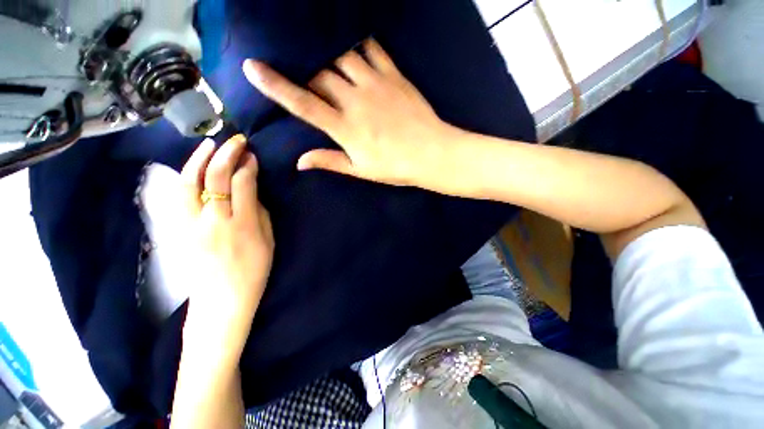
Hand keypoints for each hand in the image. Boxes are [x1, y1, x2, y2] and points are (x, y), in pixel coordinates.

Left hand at [180, 135, 273, 346]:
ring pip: (189, 183)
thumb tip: (252, 191)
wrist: (222, 301)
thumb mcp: (268, 242)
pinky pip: (178, 196)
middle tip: (236, 141)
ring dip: (200, 159)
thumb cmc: (253, 272)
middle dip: (226, 154)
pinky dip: (185, 177)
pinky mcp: (178, 230)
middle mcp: (213, 221)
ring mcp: (190, 225)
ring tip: (210, 144)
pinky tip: (192, 167)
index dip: (247, 166)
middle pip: (215, 178)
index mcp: (242, 225)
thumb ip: (260, 213)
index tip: (252, 155)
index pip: (242, 185)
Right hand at [243, 39, 458, 188]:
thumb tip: (300, 161)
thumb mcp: (361, 170)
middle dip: (307, 72)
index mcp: (345, 128)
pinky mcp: (393, 75)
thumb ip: (330, 161)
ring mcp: (375, 84)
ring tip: (324, 59)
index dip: (275, 84)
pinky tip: (352, 46)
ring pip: (340, 57)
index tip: (252, 67)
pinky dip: (358, 43)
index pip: (302, 102)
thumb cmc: (395, 167)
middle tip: (306, 76)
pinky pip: (371, 49)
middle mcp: (355, 101)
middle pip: (319, 74)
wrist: (431, 154)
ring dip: (328, 56)